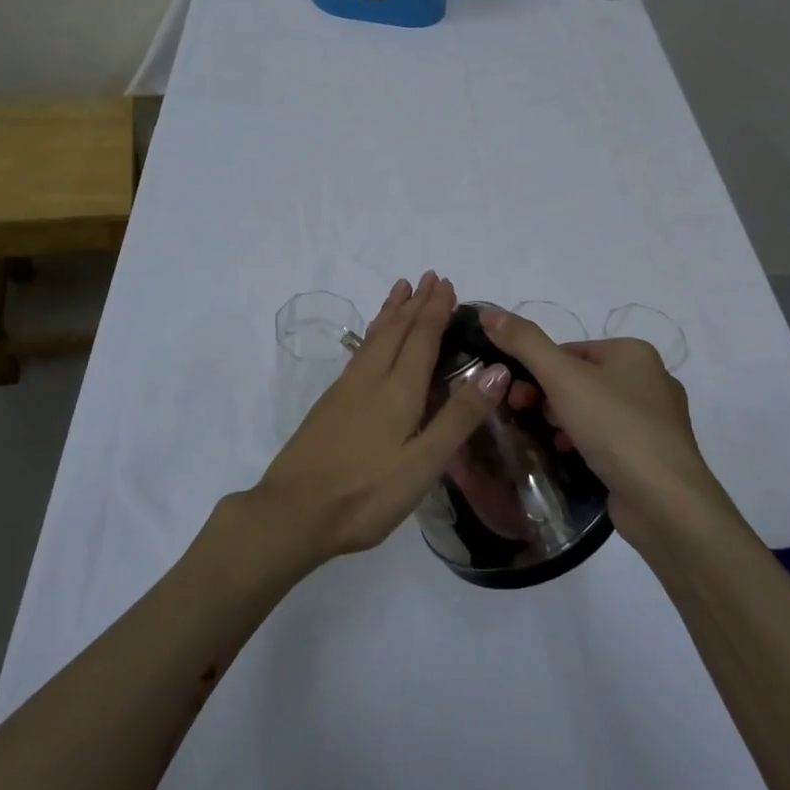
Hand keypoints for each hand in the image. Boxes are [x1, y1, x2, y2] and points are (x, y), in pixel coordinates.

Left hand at [247, 273, 508, 565]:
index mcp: (398, 391)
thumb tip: (496, 370)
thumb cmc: (366, 494)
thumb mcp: (424, 464)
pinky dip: (373, 333)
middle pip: (396, 330)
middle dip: (415, 303)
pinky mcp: (329, 404)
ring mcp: (345, 390)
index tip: (446, 283)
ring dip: (391, 312)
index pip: (422, 339)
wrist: (293, 512)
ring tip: (400, 290)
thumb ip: (459, 417)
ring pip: (374, 338)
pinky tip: (372, 341)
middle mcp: (371, 379)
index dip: (435, 310)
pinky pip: (360, 352)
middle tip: (428, 277)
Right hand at [479, 308, 725, 550]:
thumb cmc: (614, 427)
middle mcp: (650, 379)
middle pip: (580, 379)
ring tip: (548, 440)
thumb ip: (524, 342)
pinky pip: (608, 438)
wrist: (665, 502)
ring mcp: (655, 420)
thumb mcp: (562, 377)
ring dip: (563, 421)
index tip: (515, 394)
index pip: (569, 350)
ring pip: (592, 409)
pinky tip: (569, 456)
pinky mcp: (653, 454)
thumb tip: (488, 312)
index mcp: (633, 351)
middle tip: (525, 416)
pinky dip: (584, 443)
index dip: (536, 369)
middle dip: (547, 397)